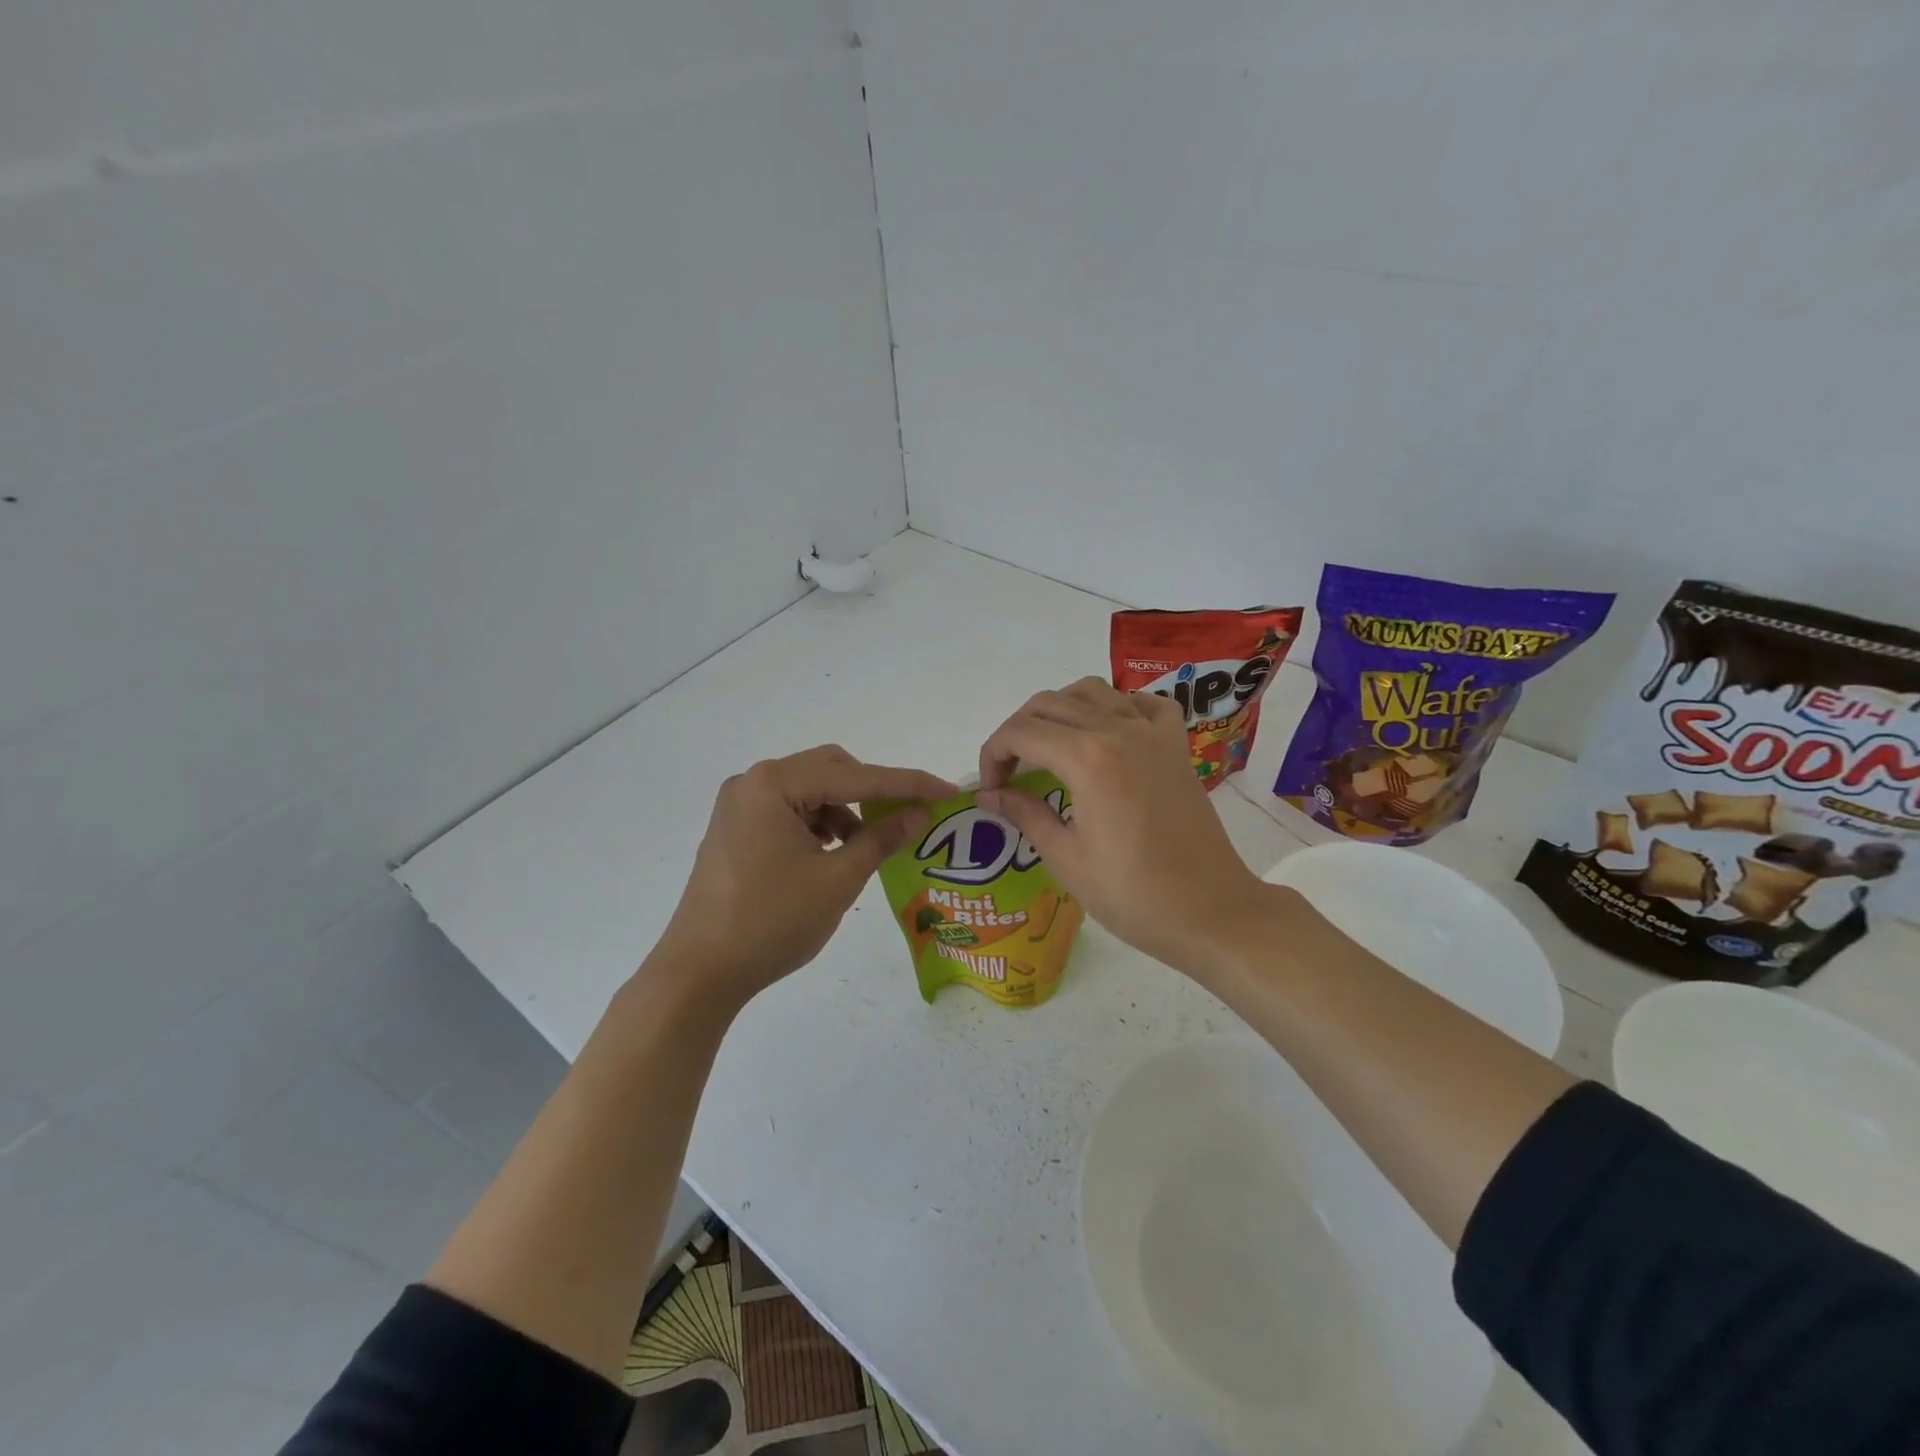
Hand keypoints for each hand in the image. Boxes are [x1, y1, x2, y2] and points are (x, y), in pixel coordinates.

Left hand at [651, 746, 955, 1011]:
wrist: (698, 973)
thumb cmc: (771, 923)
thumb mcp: (838, 880)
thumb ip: (881, 839)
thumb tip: (919, 813)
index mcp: (774, 784)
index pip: (857, 776)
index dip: (907, 784)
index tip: (947, 792)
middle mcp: (753, 782)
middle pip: (830, 770)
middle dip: (873, 792)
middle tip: (907, 819)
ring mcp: (739, 805)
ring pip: (810, 790)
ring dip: (845, 810)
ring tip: (864, 848)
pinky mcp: (735, 828)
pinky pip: (789, 810)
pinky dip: (819, 824)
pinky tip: (831, 854)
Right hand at [977, 678, 1269, 977]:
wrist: (1211, 912)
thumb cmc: (1132, 894)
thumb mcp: (1066, 859)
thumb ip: (1025, 814)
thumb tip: (989, 795)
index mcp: (1087, 758)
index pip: (1021, 732)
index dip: (993, 754)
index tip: (990, 790)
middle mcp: (1119, 730)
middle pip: (1050, 703)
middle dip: (1017, 731)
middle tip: (1011, 773)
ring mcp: (1153, 733)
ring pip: (1093, 691)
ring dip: (1060, 710)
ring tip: (1050, 747)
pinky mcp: (1177, 746)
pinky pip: (1143, 703)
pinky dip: (1117, 708)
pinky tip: (1108, 735)